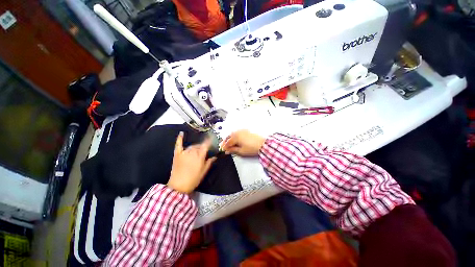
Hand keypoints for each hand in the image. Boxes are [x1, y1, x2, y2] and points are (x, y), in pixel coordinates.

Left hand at [168, 132, 215, 193]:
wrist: (178, 186)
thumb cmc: (193, 179)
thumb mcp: (204, 171)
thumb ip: (209, 162)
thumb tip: (215, 156)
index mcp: (200, 156)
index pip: (206, 145)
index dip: (210, 141)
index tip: (213, 138)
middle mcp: (192, 152)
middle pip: (199, 145)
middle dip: (203, 147)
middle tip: (204, 152)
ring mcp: (184, 152)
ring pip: (192, 146)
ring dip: (196, 147)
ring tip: (197, 151)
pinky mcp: (177, 154)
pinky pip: (178, 145)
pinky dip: (180, 139)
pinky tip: (181, 133)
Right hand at [221, 130, 265, 156]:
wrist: (262, 144)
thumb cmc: (252, 148)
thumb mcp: (241, 151)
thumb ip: (233, 150)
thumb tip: (227, 151)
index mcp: (236, 137)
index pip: (228, 142)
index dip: (224, 147)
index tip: (222, 150)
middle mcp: (238, 132)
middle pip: (229, 137)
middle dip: (225, 141)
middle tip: (223, 146)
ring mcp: (242, 130)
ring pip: (233, 134)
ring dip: (230, 138)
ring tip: (229, 143)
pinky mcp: (246, 131)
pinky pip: (237, 132)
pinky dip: (234, 136)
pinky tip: (235, 139)